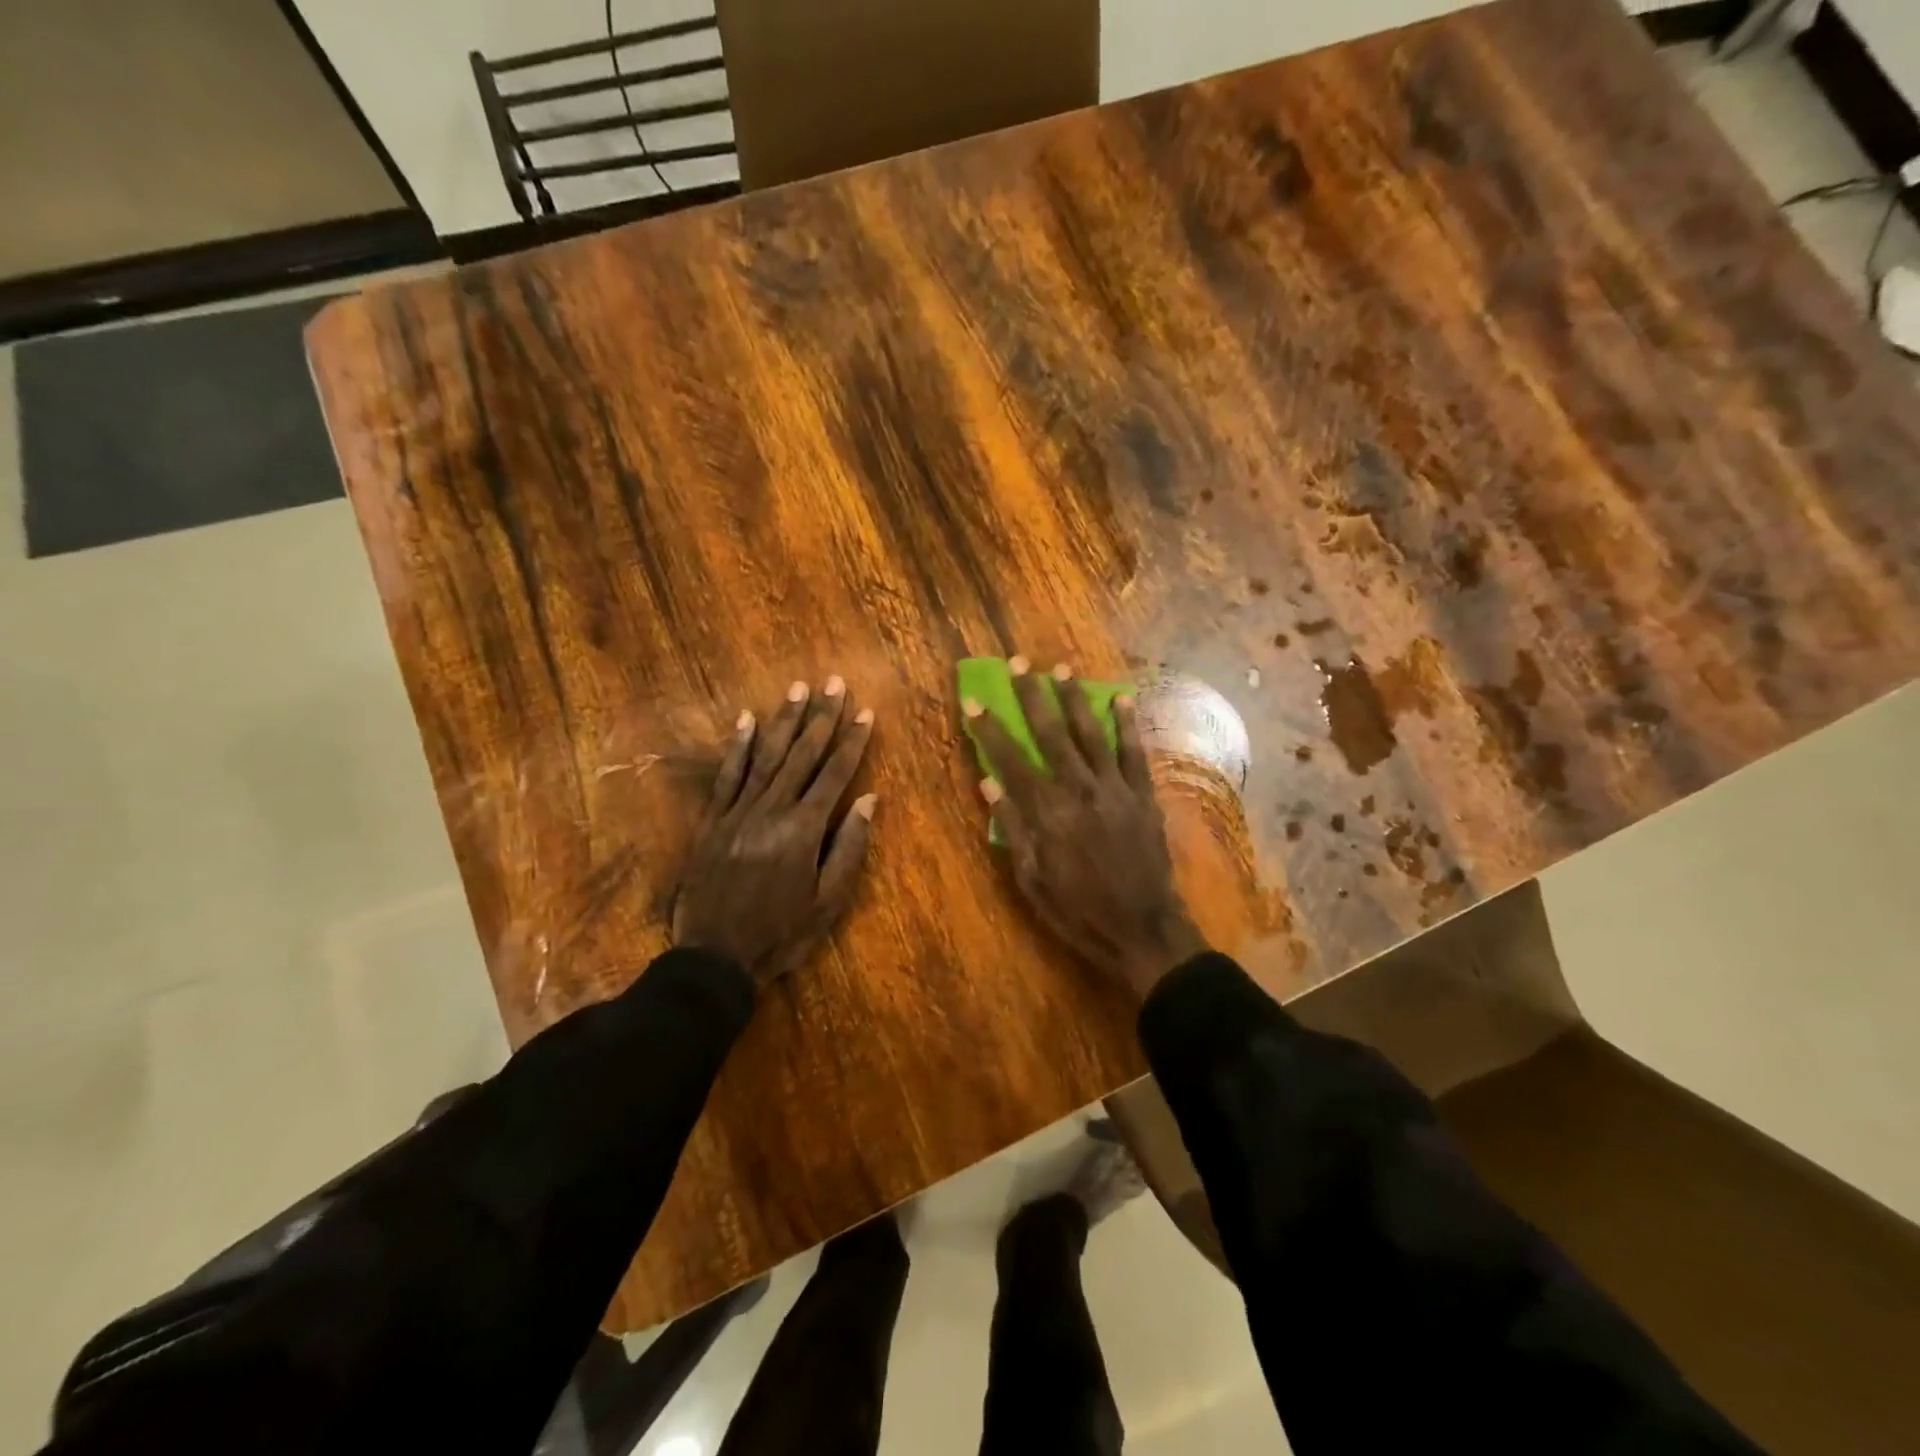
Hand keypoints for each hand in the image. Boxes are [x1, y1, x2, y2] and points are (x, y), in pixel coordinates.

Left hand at [673, 677, 876, 987]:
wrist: (715, 957)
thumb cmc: (781, 933)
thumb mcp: (828, 901)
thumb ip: (849, 847)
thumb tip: (867, 799)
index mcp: (804, 829)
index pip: (834, 774)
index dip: (852, 742)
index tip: (865, 712)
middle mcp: (772, 810)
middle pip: (802, 755)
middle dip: (822, 717)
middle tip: (834, 683)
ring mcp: (739, 812)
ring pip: (767, 756)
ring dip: (785, 720)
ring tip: (798, 688)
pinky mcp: (713, 820)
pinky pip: (727, 775)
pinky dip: (738, 746)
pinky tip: (747, 719)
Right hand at [967, 658, 1204, 998]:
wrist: (1141, 928)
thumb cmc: (1077, 909)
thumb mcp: (1031, 878)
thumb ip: (1012, 826)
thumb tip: (988, 781)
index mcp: (1046, 812)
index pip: (1010, 759)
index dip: (989, 728)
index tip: (973, 700)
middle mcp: (1079, 789)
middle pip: (1050, 733)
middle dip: (1031, 696)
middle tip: (1018, 663)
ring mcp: (1115, 788)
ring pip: (1091, 733)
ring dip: (1074, 698)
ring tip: (1060, 668)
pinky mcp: (1143, 794)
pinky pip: (1134, 751)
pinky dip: (1128, 723)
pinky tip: (1121, 697)